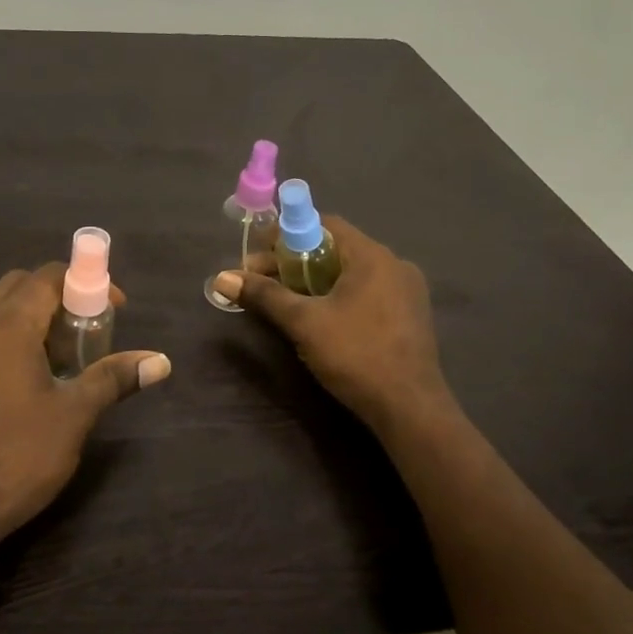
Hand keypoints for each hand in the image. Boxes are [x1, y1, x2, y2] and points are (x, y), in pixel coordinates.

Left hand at [0, 264, 170, 553]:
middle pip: (20, 285)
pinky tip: (22, 377)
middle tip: (86, 332)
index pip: (48, 276)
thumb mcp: (73, 416)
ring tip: (58, 356)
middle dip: (58, 296)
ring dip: (30, 315)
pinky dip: (5, 334)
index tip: (114, 308)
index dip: (87, 282)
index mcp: (5, 325)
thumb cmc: (14, 458)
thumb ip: (113, 378)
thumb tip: (161, 361)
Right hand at [213, 216, 450, 431]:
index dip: (287, 234)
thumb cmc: (356, 355)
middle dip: (296, 262)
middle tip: (262, 281)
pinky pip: (367, 291)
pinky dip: (340, 295)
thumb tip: (222, 278)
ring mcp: (407, 291)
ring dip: (316, 280)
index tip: (259, 255)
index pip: (324, 224)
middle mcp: (394, 264)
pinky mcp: (410, 316)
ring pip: (351, 272)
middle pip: (336, 249)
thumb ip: (265, 295)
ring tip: (285, 300)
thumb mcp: (304, 323)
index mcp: (372, 256)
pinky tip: (321, 317)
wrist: (410, 409)